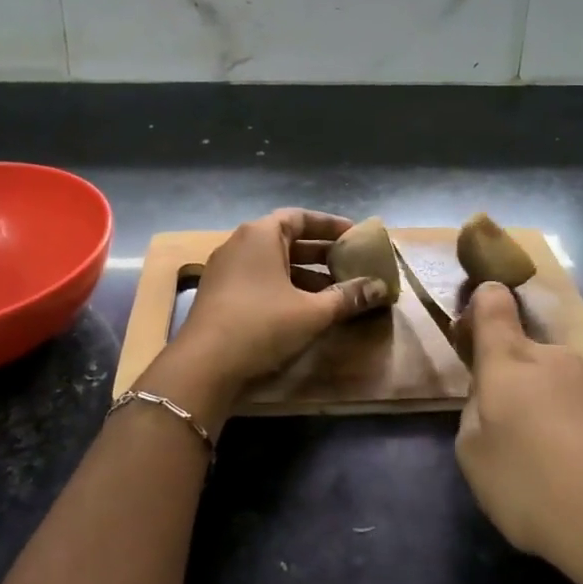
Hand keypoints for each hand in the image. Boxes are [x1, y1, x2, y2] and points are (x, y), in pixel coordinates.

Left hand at [147, 209, 389, 422]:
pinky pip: (259, 280)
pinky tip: (305, 310)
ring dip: (305, 274)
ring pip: (273, 263)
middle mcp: (240, 244)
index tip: (355, 235)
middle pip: (287, 239)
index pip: (301, 217)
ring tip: (336, 291)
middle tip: (351, 263)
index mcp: (260, 234)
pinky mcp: (220, 295)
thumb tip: (380, 287)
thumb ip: (347, 296)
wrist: (203, 366)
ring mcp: (226, 269)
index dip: (330, 225)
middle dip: (321, 253)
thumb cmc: (261, 325)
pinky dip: (284, 288)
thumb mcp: (312, 312)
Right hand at [454, 283, 582, 583]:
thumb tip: (489, 399)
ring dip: (553, 407)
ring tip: (555, 462)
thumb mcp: (474, 458)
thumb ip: (474, 415)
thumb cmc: (534, 487)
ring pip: (562, 384)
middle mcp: (556, 358)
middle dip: (517, 381)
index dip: (483, 304)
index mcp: (510, 362)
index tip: (476, 328)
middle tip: (514, 430)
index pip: (493, 304)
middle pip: (528, 354)